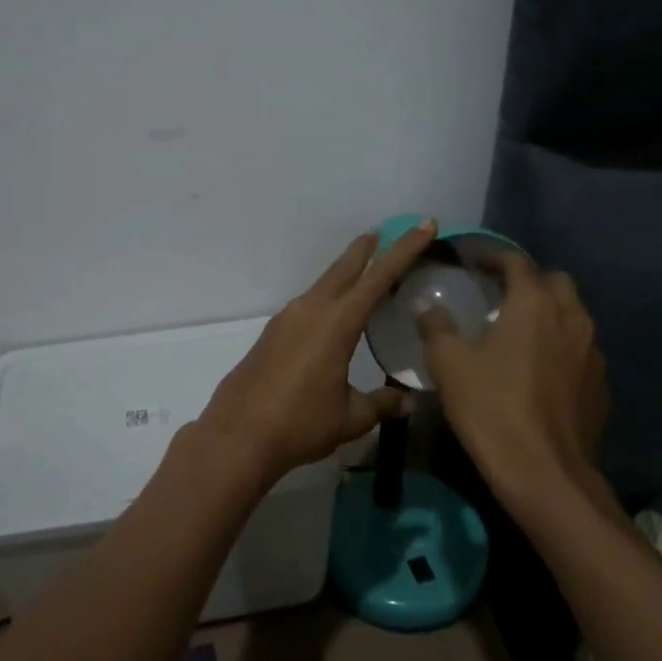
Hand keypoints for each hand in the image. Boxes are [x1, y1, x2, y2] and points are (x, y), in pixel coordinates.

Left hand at [197, 222, 439, 488]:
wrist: (238, 436)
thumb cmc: (299, 425)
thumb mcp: (350, 418)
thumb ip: (381, 404)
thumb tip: (407, 402)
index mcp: (336, 323)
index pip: (378, 277)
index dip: (404, 249)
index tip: (423, 225)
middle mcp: (310, 311)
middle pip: (344, 269)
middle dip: (367, 249)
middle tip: (385, 233)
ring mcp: (287, 319)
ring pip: (323, 284)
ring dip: (345, 273)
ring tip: (364, 271)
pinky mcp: (272, 333)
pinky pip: (308, 304)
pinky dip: (328, 297)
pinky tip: (333, 315)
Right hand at [417, 253, 616, 521]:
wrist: (545, 474)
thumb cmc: (492, 408)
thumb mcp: (449, 364)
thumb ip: (437, 327)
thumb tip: (429, 307)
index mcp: (535, 305)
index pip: (518, 262)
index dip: (493, 257)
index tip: (473, 263)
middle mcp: (572, 319)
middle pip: (555, 282)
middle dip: (529, 281)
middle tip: (499, 295)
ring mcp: (593, 353)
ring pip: (573, 316)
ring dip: (549, 313)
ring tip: (519, 331)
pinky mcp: (600, 386)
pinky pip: (580, 351)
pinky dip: (561, 347)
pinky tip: (539, 370)